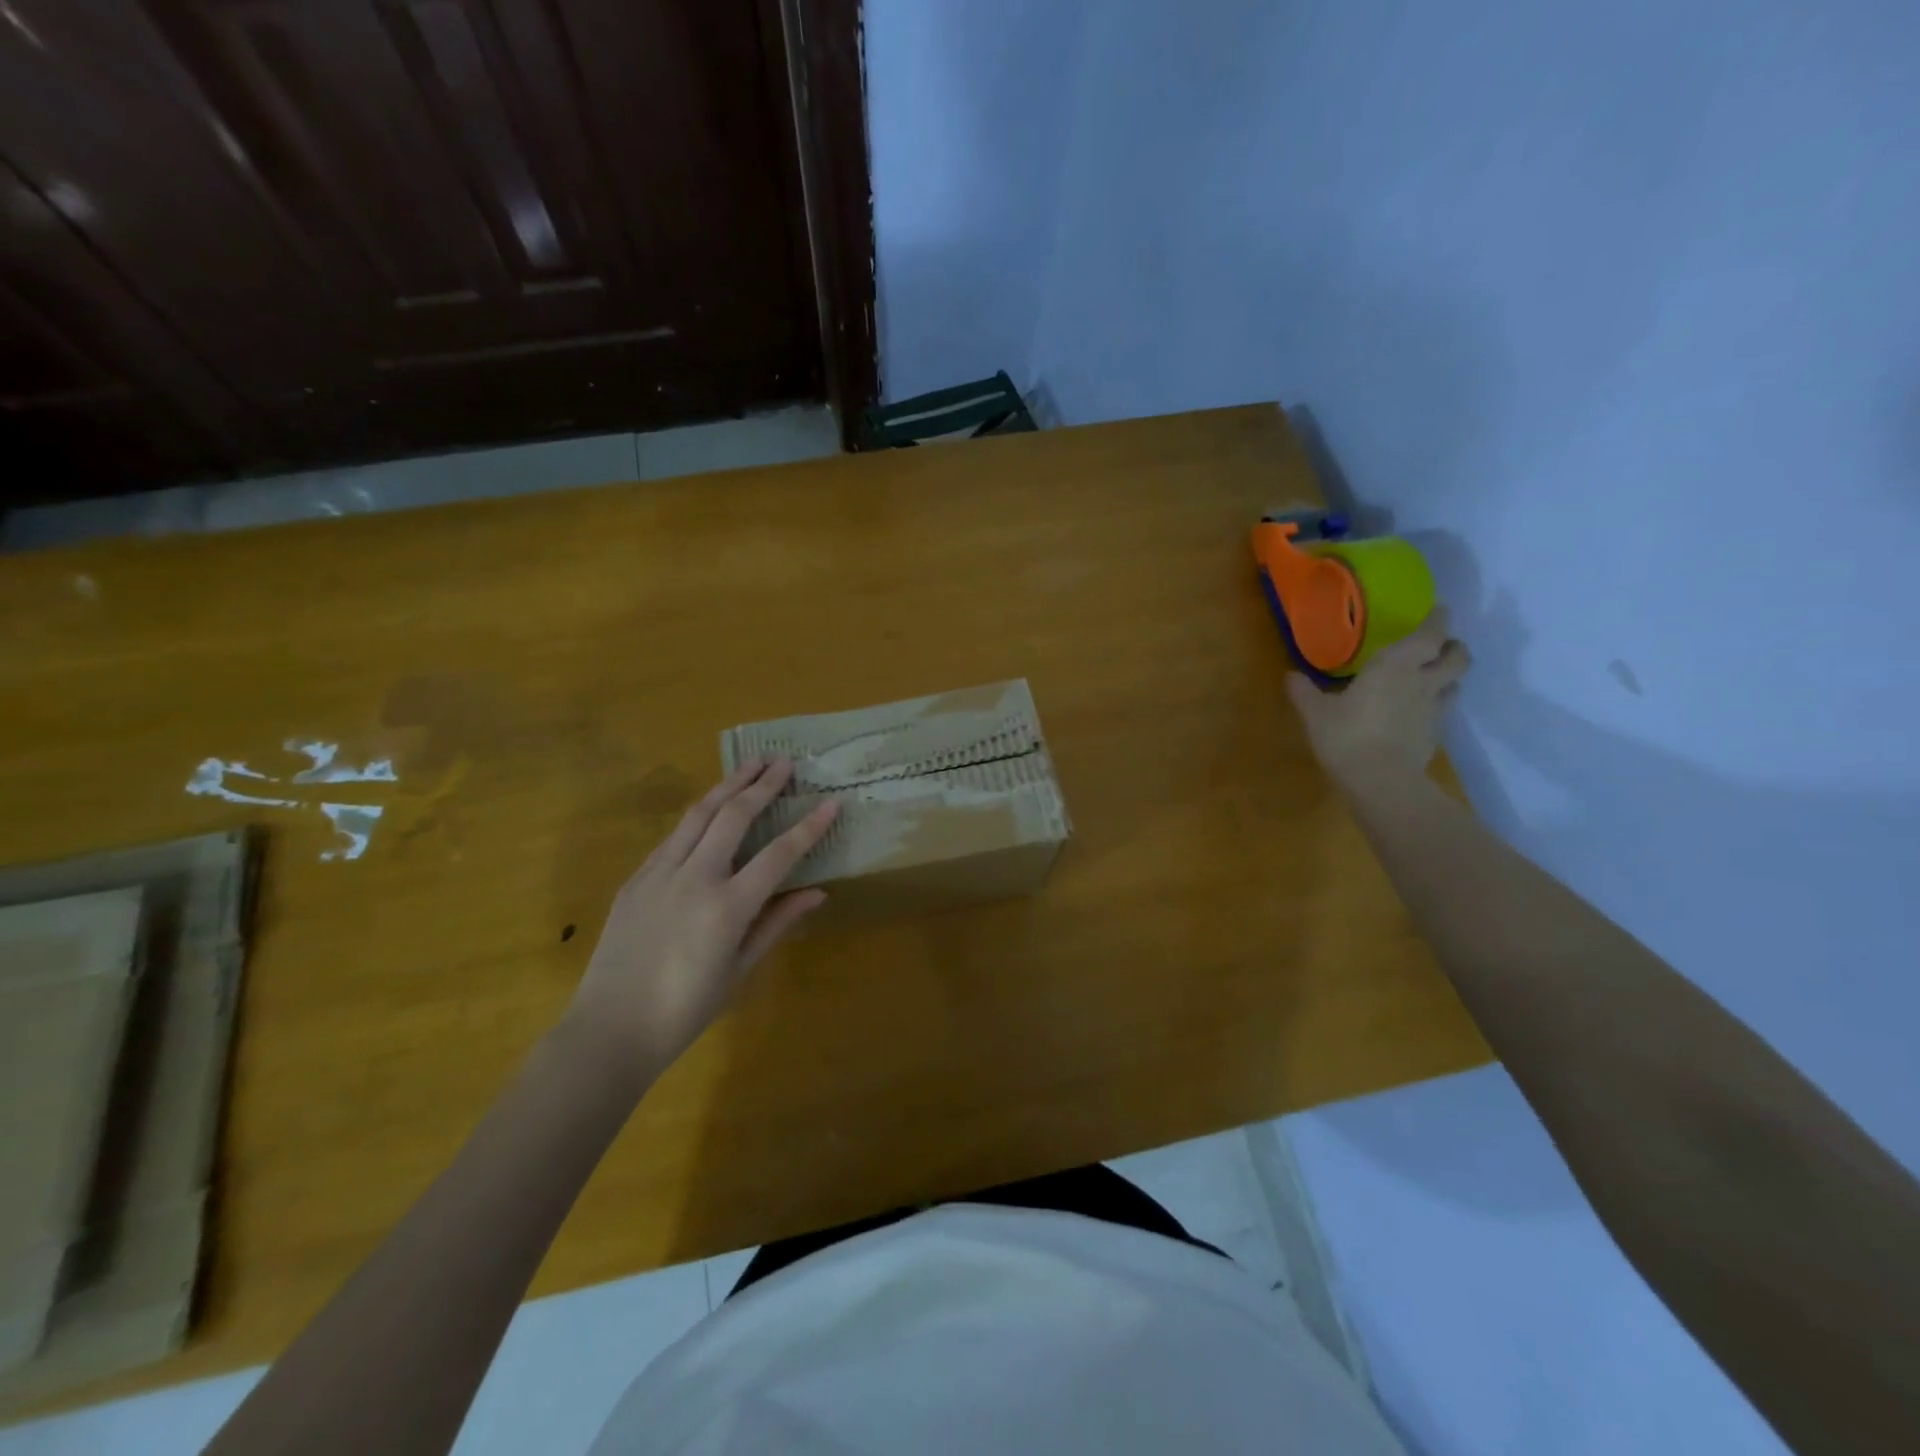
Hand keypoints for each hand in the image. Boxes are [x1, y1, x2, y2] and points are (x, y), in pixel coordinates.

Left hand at [562, 758, 837, 1086]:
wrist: (609, 1029)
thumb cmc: (685, 1009)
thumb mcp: (740, 970)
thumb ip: (778, 923)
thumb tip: (818, 893)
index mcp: (727, 907)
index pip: (779, 854)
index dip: (809, 826)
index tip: (831, 801)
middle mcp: (694, 878)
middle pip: (734, 816)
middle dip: (762, 784)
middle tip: (784, 762)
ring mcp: (659, 873)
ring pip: (699, 814)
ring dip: (727, 785)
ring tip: (750, 764)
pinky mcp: (635, 879)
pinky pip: (673, 836)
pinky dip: (698, 816)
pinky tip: (710, 810)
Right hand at [1287, 606, 1469, 792]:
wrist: (1381, 781)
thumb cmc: (1346, 736)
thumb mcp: (1315, 713)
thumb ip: (1304, 692)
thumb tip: (1289, 676)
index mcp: (1395, 666)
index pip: (1430, 634)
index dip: (1438, 620)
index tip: (1439, 610)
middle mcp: (1422, 682)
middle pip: (1457, 657)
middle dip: (1453, 647)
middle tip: (1442, 645)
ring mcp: (1433, 710)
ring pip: (1455, 684)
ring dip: (1449, 677)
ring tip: (1433, 679)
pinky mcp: (1435, 736)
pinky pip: (1442, 712)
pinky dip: (1436, 707)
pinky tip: (1419, 714)